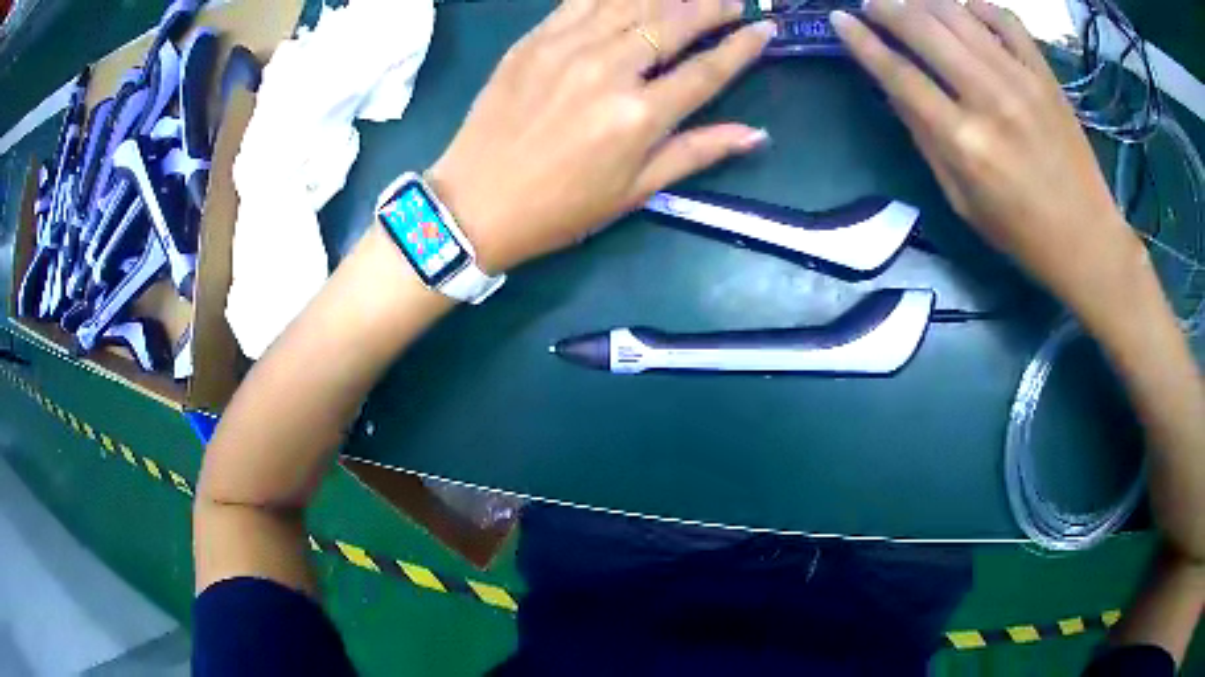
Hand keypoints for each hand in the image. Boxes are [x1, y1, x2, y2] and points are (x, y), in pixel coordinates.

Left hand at [427, 0, 775, 273]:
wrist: (475, 202)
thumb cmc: (560, 208)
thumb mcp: (635, 190)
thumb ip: (696, 152)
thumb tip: (755, 135)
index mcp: (638, 116)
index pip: (706, 70)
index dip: (741, 47)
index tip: (765, 29)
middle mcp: (608, 69)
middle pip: (672, 22)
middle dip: (710, 7)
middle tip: (733, 2)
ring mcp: (566, 47)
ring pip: (630, 2)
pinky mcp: (533, 39)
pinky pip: (581, 0)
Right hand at [832, 0, 1144, 313]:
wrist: (1087, 238)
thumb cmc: (1020, 232)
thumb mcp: (961, 200)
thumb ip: (926, 139)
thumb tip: (893, 86)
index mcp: (963, 142)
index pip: (899, 74)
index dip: (863, 42)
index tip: (840, 20)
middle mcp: (989, 98)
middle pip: (924, 29)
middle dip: (887, 8)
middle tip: (872, 4)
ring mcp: (1021, 80)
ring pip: (958, 14)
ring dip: (925, 1)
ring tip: (912, 4)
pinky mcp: (1045, 75)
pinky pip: (1005, 20)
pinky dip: (979, 7)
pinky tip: (965, 11)